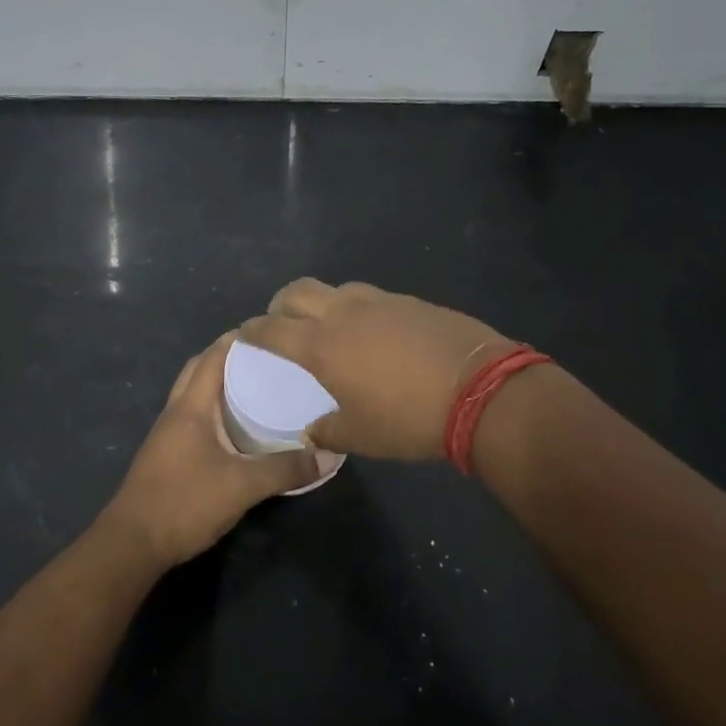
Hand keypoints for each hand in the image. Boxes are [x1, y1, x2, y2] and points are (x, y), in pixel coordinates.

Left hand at [97, 332, 339, 570]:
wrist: (132, 544)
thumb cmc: (185, 502)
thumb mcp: (243, 486)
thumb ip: (285, 469)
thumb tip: (329, 455)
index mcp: (190, 407)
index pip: (213, 357)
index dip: (238, 339)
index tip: (270, 331)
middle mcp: (176, 412)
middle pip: (200, 369)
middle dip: (229, 357)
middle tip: (266, 358)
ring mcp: (167, 434)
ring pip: (194, 394)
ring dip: (219, 383)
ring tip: (257, 386)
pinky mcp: (167, 455)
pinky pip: (193, 417)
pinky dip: (214, 409)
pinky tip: (237, 426)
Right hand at [239, 279, 510, 460]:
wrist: (480, 390)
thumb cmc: (409, 418)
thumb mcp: (361, 436)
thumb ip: (327, 432)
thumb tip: (312, 431)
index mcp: (321, 345)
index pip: (272, 329)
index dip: (253, 330)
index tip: (244, 333)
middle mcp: (344, 313)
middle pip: (298, 291)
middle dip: (281, 303)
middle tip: (281, 321)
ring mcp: (380, 301)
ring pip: (337, 289)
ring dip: (323, 302)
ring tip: (330, 326)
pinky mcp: (411, 301)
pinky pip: (372, 298)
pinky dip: (359, 310)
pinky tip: (374, 333)